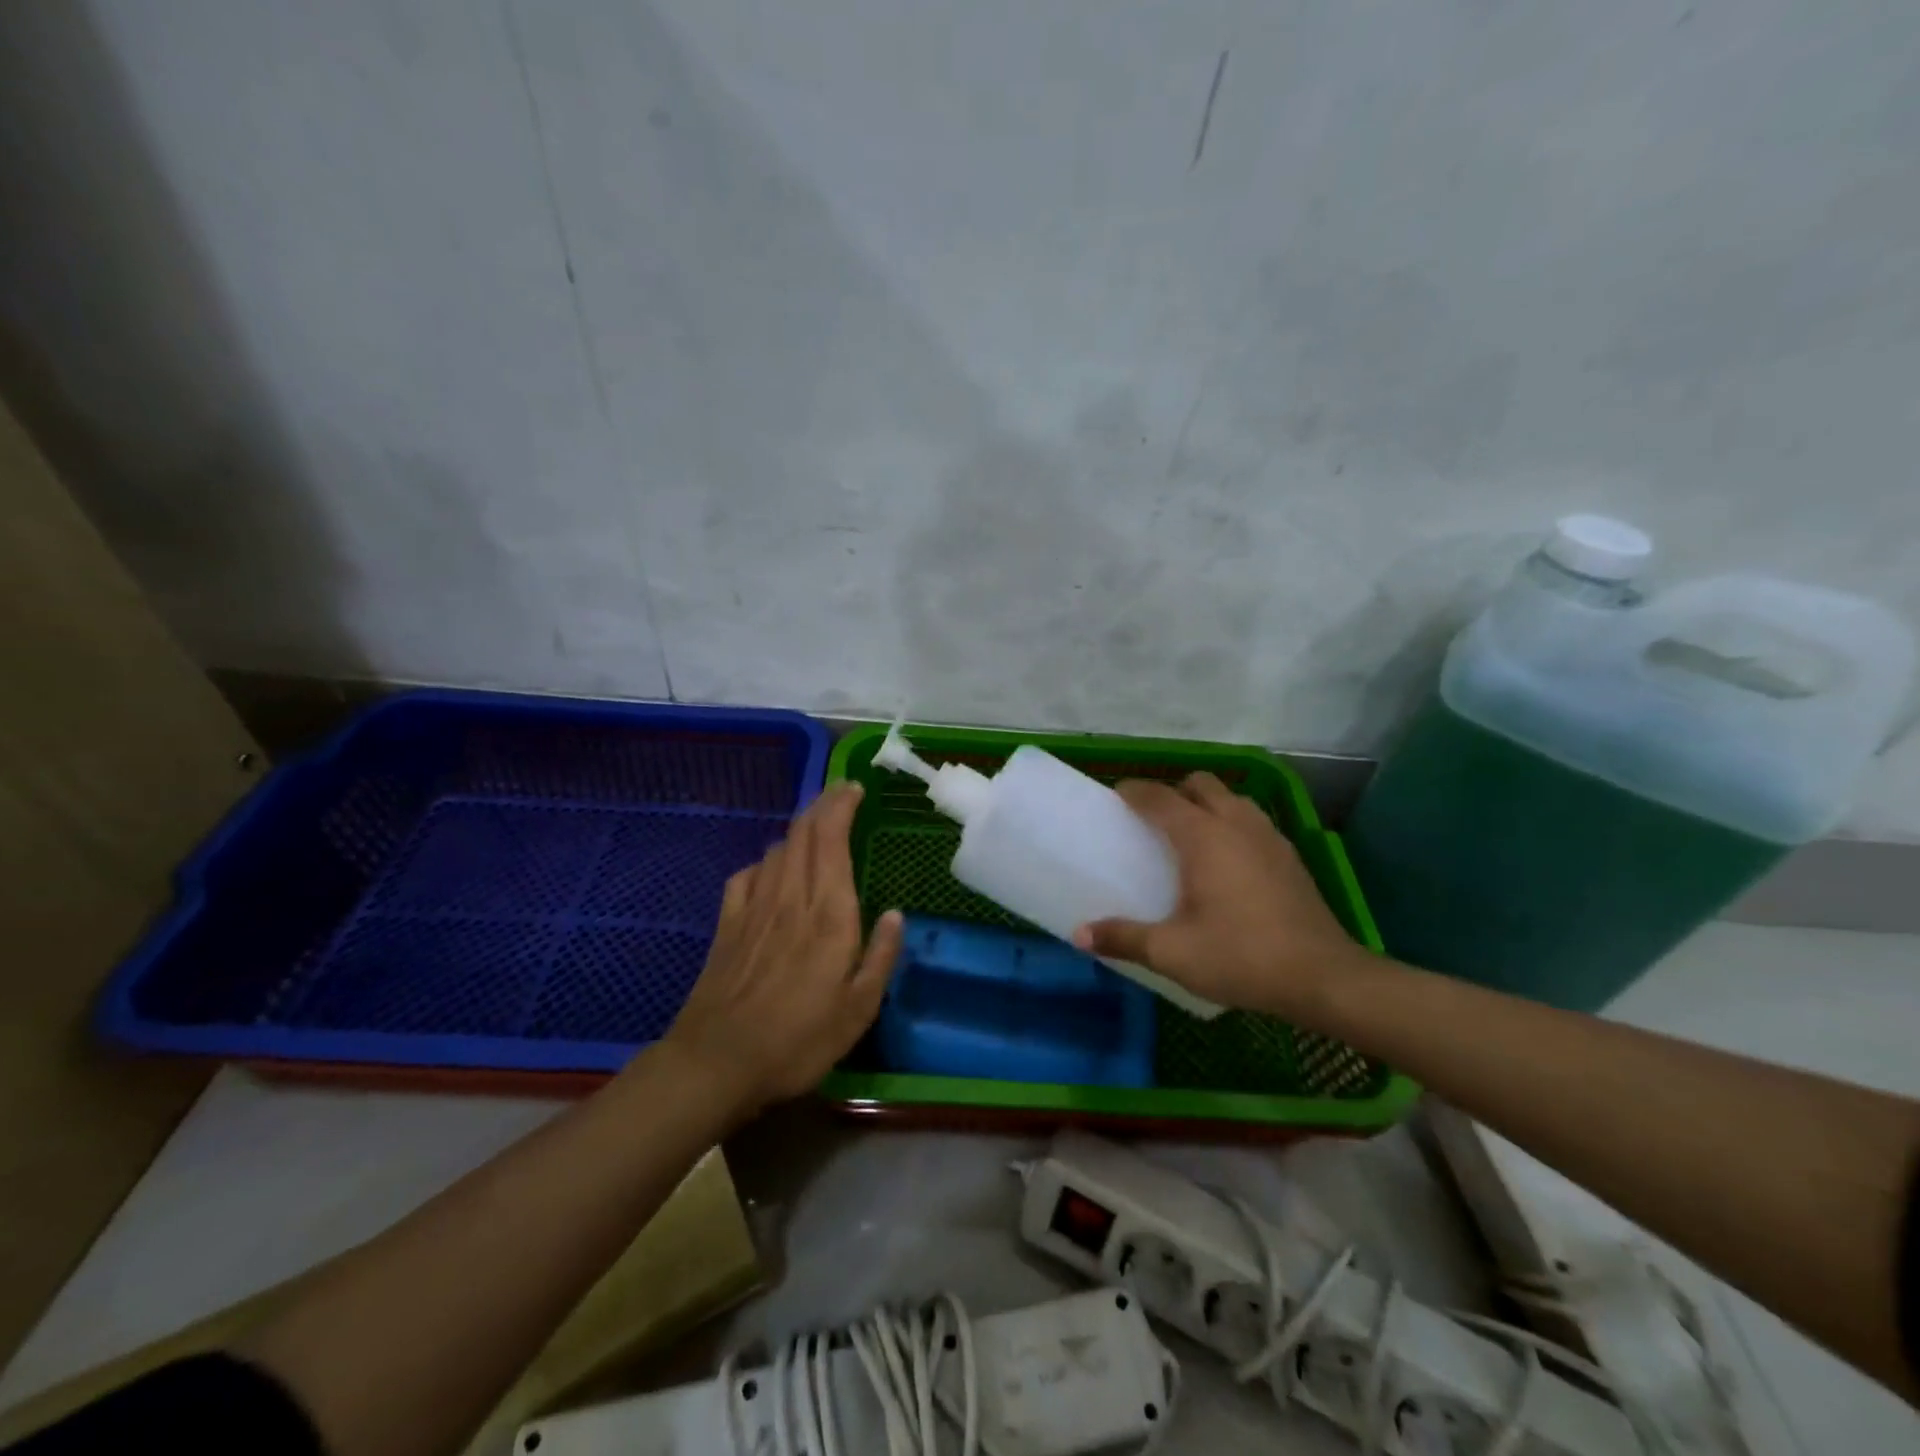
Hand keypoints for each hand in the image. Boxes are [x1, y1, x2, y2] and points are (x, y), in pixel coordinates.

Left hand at [661, 782, 902, 1121]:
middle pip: (803, 832)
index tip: (856, 789)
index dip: (842, 805)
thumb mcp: (859, 1011)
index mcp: (829, 914)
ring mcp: (754, 907)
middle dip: (823, 804)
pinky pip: (746, 875)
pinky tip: (770, 872)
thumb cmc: (798, 1041)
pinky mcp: (728, 924)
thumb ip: (881, 957)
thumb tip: (897, 914)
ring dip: (798, 830)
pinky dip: (764, 862)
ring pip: (776, 848)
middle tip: (841, 793)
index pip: (832, 839)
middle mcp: (791, 898)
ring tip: (816, 831)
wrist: (716, 1062)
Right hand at [1073, 772, 1365, 1018]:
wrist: (1325, 978)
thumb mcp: (1173, 953)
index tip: (1115, 798)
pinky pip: (1252, 821)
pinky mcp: (1290, 856)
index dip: (1133, 791)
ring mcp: (1269, 836)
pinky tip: (1228, 862)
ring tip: (1190, 837)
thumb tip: (1079, 935)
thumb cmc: (1242, 957)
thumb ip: (1124, 938)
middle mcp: (1236, 823)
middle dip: (1173, 791)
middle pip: (1200, 784)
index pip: (1159, 796)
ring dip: (1207, 805)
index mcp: (1203, 836)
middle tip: (1153, 821)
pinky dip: (1232, 824)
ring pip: (1231, 798)